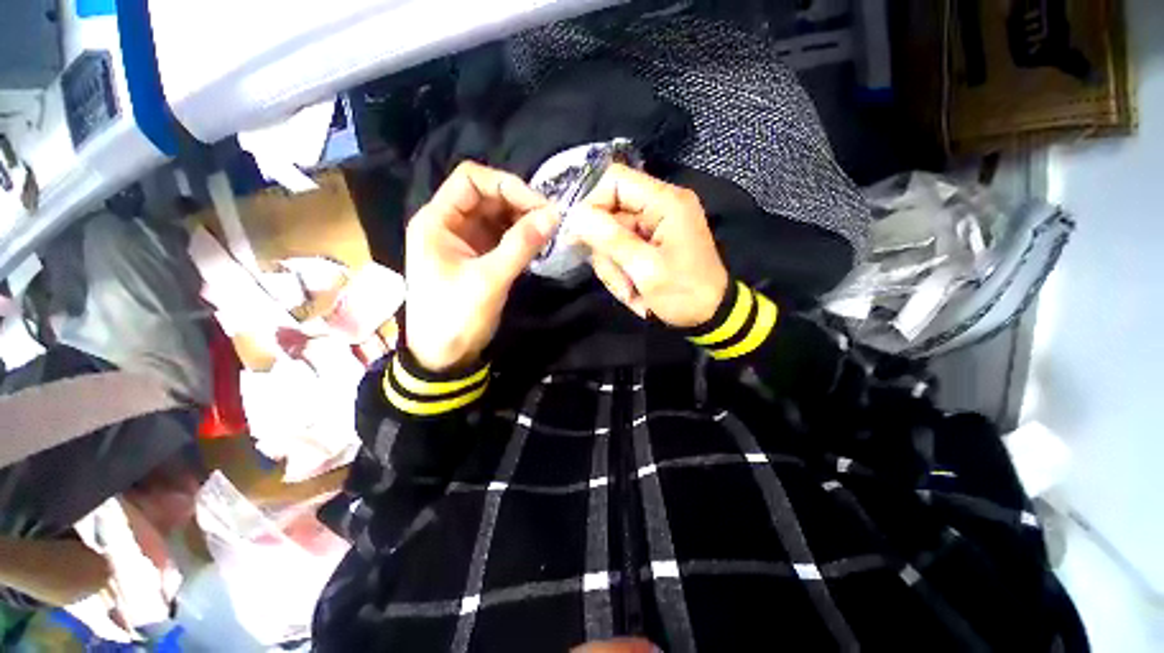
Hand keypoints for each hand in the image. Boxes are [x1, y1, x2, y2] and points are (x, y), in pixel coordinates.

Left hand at [405, 161, 559, 371]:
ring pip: (497, 215)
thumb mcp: (489, 279)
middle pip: (487, 195)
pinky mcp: (478, 257)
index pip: (471, 179)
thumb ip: (521, 245)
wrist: (444, 356)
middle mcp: (449, 223)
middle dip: (519, 202)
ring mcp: (465, 240)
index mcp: (437, 220)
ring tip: (548, 231)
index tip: (539, 204)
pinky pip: (501, 235)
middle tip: (550, 219)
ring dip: (522, 219)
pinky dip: (520, 235)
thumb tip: (554, 214)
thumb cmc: (456, 316)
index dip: (506, 184)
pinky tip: (537, 242)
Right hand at [571, 164, 728, 327]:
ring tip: (629, 290)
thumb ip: (611, 239)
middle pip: (609, 212)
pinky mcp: (650, 242)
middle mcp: (659, 206)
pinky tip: (632, 289)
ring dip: (613, 266)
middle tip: (618, 280)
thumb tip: (575, 215)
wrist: (710, 316)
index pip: (615, 180)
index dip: (591, 204)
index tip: (578, 236)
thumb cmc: (683, 293)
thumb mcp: (646, 269)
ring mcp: (654, 225)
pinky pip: (621, 249)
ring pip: (611, 235)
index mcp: (665, 202)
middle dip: (605, 249)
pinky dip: (620, 270)